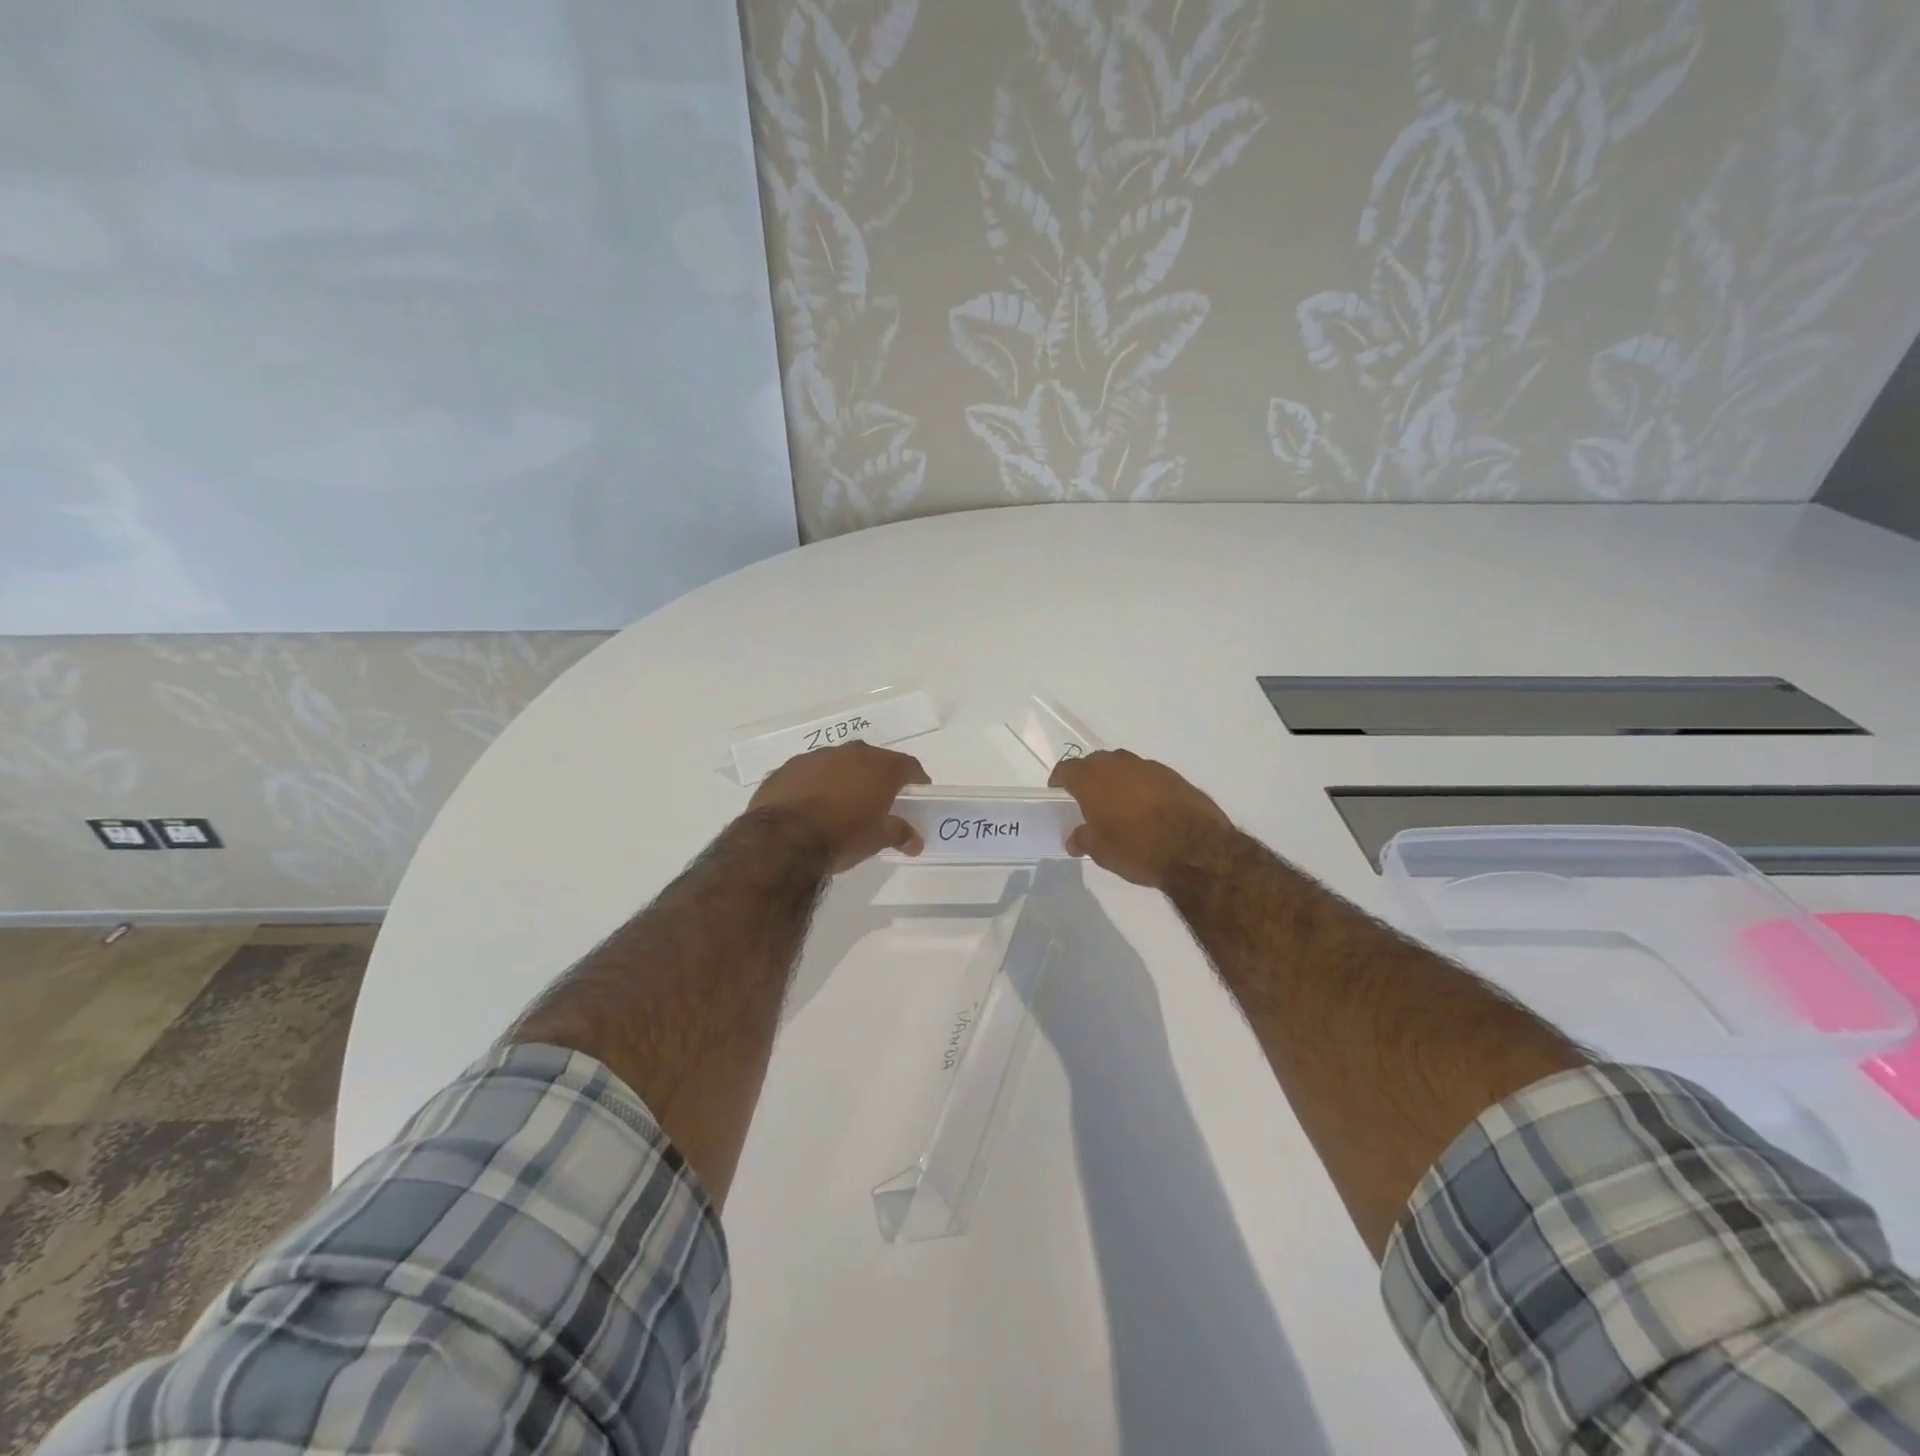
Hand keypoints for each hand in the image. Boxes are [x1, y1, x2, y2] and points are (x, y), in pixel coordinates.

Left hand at [749, 741, 930, 871]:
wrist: (783, 839)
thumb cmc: (842, 836)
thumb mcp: (877, 839)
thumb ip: (899, 833)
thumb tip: (916, 841)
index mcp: (880, 767)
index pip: (908, 765)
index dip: (916, 778)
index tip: (917, 792)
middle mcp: (851, 753)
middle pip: (873, 760)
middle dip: (878, 777)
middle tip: (879, 799)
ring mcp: (817, 756)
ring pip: (839, 763)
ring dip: (845, 778)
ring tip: (842, 803)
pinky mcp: (788, 767)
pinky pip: (810, 772)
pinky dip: (816, 784)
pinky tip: (811, 805)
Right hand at [1049, 749, 1233, 889]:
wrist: (1196, 849)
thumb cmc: (1137, 848)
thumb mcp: (1101, 852)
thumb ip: (1084, 839)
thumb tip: (1075, 838)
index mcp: (1092, 778)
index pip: (1066, 769)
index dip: (1060, 782)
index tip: (1059, 794)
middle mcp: (1118, 763)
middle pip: (1095, 763)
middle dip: (1089, 778)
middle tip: (1088, 801)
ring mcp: (1148, 766)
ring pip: (1123, 767)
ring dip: (1117, 781)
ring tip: (1119, 806)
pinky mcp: (1174, 775)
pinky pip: (1147, 777)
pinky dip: (1142, 788)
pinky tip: (1147, 810)